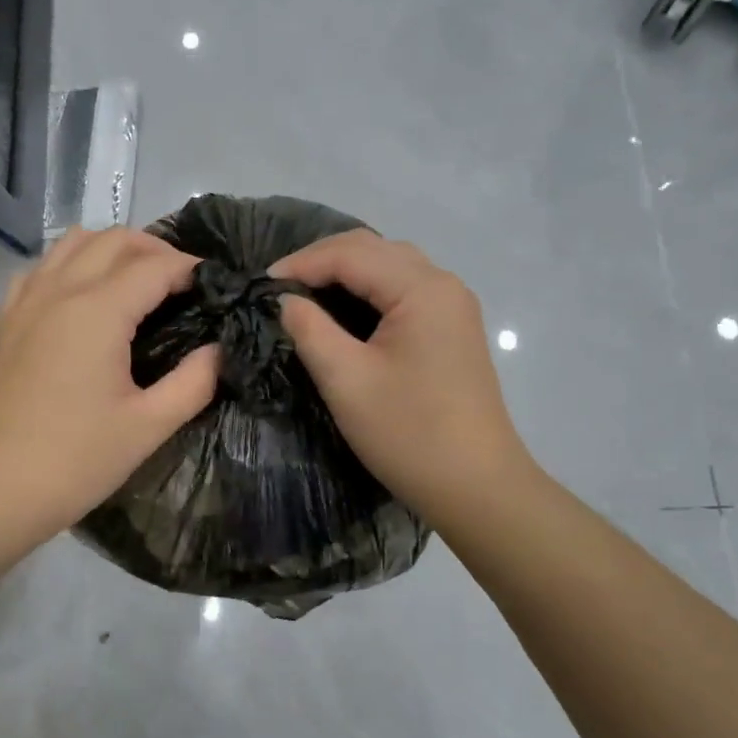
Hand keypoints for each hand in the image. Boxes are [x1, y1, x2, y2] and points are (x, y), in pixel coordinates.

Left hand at [0, 228, 218, 551]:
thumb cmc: (73, 462)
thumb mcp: (147, 427)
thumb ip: (194, 382)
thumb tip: (219, 350)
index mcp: (97, 311)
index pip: (155, 266)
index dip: (191, 269)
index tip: (216, 287)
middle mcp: (58, 290)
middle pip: (114, 239)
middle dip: (155, 249)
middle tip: (183, 283)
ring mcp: (24, 302)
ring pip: (72, 243)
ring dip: (112, 249)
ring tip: (137, 282)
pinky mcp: (3, 321)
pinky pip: (41, 268)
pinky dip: (71, 265)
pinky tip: (82, 299)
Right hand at [270, 231, 531, 524]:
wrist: (477, 487)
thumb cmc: (409, 433)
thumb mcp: (346, 380)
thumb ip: (310, 330)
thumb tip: (286, 301)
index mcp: (422, 288)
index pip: (351, 254)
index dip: (301, 263)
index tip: (260, 286)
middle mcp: (443, 285)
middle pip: (374, 250)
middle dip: (322, 260)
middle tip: (280, 287)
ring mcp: (453, 306)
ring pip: (391, 267)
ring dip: (345, 272)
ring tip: (305, 294)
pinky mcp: (453, 330)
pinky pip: (404, 291)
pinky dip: (368, 291)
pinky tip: (343, 312)